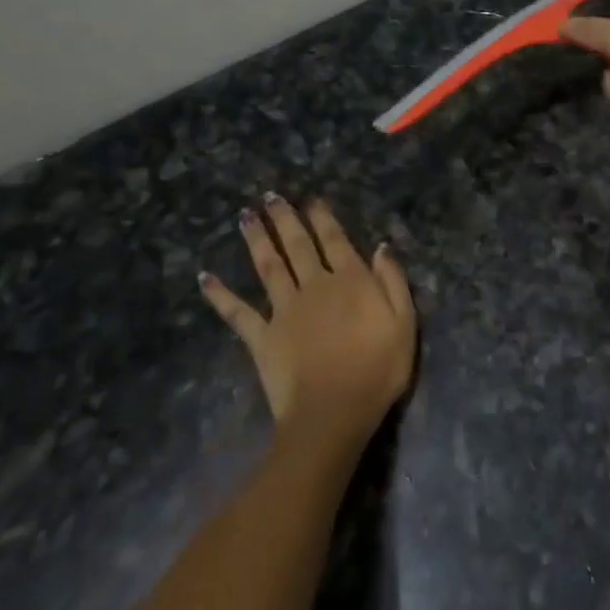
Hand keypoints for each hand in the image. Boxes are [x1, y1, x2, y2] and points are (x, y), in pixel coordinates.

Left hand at [200, 195, 415, 453]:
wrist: (334, 413)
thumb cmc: (378, 369)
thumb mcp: (404, 322)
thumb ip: (393, 281)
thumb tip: (382, 247)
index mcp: (351, 281)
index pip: (335, 240)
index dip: (323, 218)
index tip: (311, 199)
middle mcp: (315, 285)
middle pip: (297, 245)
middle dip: (285, 218)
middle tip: (270, 196)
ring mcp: (284, 310)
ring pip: (268, 266)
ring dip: (256, 239)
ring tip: (244, 215)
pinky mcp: (261, 337)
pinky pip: (237, 312)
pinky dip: (220, 294)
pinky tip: (205, 277)